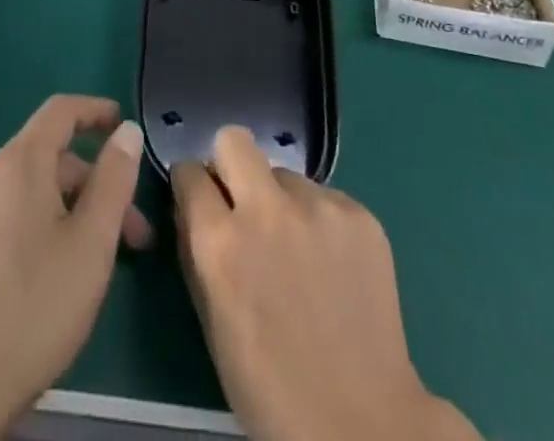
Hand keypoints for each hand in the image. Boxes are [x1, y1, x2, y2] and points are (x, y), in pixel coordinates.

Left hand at [0, 95, 149, 440]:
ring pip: (36, 189)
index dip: (96, 110)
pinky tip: (64, 270)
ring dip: (77, 209)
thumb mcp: (91, 243)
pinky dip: (49, 224)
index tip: (125, 124)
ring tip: (106, 259)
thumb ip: (114, 180)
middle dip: (98, 182)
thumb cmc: (33, 307)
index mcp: (20, 162)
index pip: (61, 110)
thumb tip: (126, 130)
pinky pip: (16, 213)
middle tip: (136, 232)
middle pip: (53, 156)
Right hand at [172, 128, 480, 440]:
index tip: (199, 199)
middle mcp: (266, 210)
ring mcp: (317, 208)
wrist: (364, 426)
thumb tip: (189, 207)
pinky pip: (324, 196)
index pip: (189, 171)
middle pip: (234, 140)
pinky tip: (331, 264)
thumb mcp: (212, 324)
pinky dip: (320, 220)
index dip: (191, 185)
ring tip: (297, 249)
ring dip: (280, 200)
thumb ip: (195, 253)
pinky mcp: (359, 214)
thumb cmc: (270, 389)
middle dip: (230, 165)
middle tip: (242, 203)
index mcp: (220, 242)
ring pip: (284, 174)